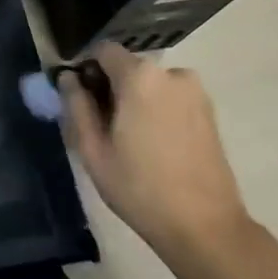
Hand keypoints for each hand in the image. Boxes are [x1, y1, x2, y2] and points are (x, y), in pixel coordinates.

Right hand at [60, 43, 252, 262]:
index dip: (87, 70)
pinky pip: (170, 97)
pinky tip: (153, 145)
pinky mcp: (209, 111)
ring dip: (135, 100)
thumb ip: (76, 106)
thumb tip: (68, 78)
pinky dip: (156, 110)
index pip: (103, 51)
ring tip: (130, 140)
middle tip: (103, 127)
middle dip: (111, 87)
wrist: (206, 228)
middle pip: (128, 67)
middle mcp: (171, 73)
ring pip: (150, 84)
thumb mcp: (93, 150)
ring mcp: (195, 91)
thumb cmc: (140, 189)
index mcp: (140, 76)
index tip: (81, 99)